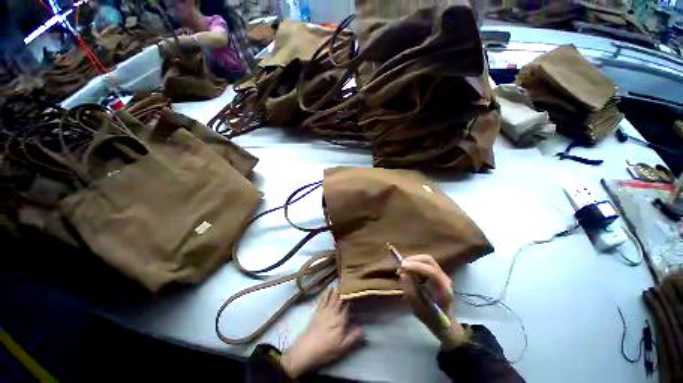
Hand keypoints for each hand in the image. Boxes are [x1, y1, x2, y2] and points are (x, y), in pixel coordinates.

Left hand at [281, 288, 362, 378]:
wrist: (307, 349)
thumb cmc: (326, 350)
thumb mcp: (342, 348)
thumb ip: (353, 337)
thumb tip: (363, 328)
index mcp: (340, 320)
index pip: (348, 306)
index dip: (352, 298)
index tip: (356, 291)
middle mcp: (333, 312)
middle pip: (340, 299)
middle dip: (345, 291)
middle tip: (350, 282)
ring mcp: (324, 310)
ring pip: (332, 297)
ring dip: (337, 290)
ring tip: (342, 281)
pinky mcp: (317, 311)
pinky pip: (323, 299)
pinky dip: (326, 293)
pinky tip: (329, 288)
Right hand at [399, 254, 467, 349]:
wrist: (444, 323)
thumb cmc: (431, 318)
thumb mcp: (418, 309)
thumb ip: (410, 291)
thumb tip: (403, 274)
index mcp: (444, 290)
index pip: (432, 272)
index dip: (416, 266)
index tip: (402, 267)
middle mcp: (445, 279)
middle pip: (429, 260)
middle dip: (413, 260)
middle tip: (401, 267)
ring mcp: (441, 274)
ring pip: (426, 260)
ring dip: (412, 261)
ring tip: (403, 269)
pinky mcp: (436, 273)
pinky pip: (424, 263)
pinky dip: (414, 264)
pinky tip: (408, 271)